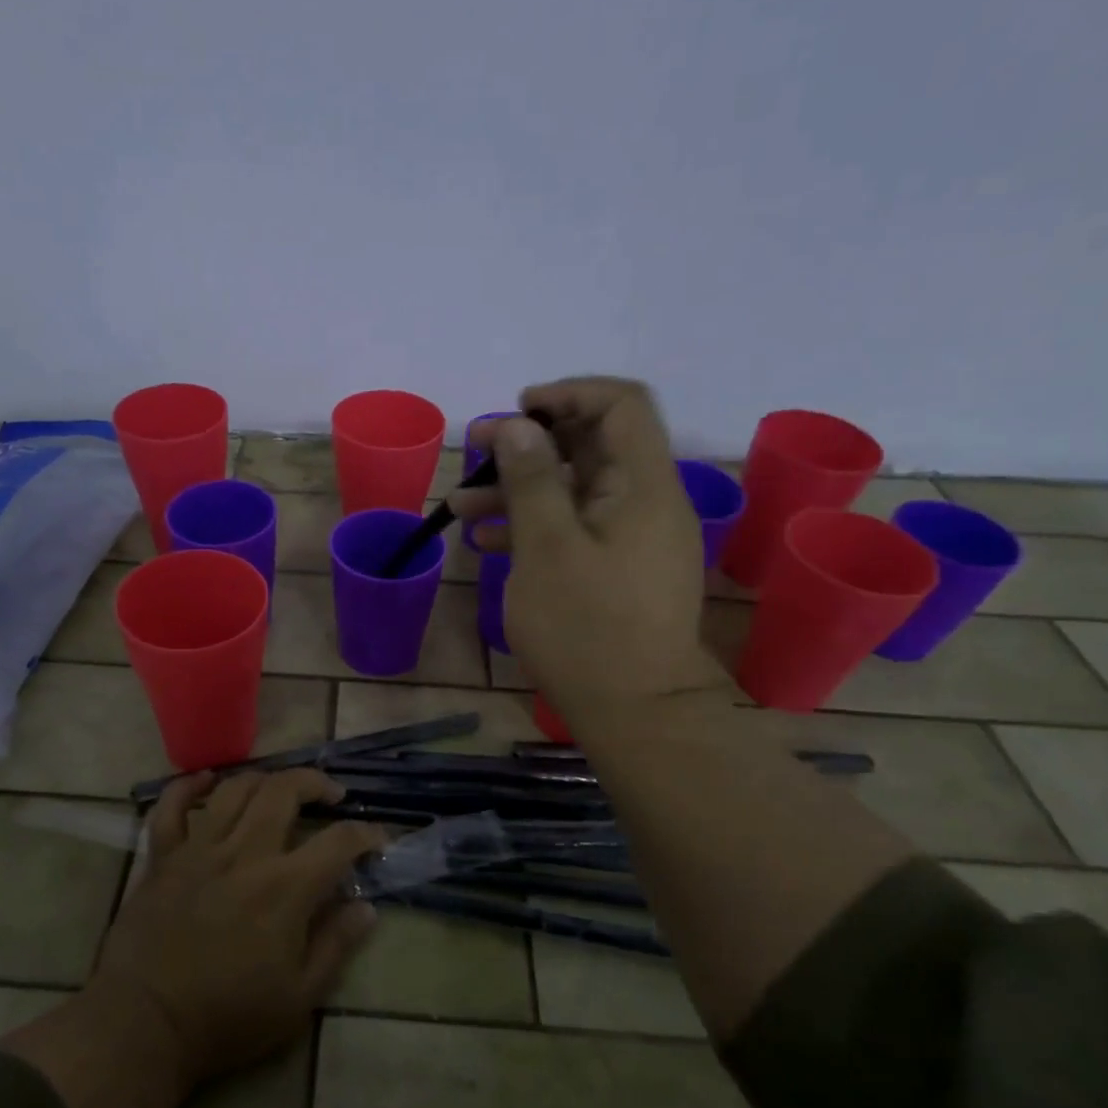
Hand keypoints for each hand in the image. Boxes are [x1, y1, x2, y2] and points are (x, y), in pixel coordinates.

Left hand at [90, 769, 385, 1085]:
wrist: (144, 1026)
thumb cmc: (227, 1018)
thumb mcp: (298, 998)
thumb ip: (336, 945)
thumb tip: (367, 908)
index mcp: (285, 887)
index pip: (338, 841)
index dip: (366, 834)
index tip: (377, 840)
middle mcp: (245, 853)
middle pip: (285, 790)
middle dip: (315, 782)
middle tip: (330, 795)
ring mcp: (199, 849)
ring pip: (235, 789)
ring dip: (263, 779)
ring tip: (278, 789)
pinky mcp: (163, 857)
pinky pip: (172, 806)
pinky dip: (189, 786)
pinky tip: (206, 780)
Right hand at [451, 377, 727, 742]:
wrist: (636, 714)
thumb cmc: (587, 628)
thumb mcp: (547, 548)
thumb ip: (532, 480)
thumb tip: (517, 425)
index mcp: (643, 486)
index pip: (621, 405)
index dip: (568, 394)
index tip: (517, 411)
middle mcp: (646, 503)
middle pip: (592, 446)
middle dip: (528, 444)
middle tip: (474, 452)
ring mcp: (632, 540)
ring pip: (575, 491)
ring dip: (520, 490)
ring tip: (461, 506)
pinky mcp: (618, 571)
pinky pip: (576, 529)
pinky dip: (534, 526)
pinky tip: (487, 543)